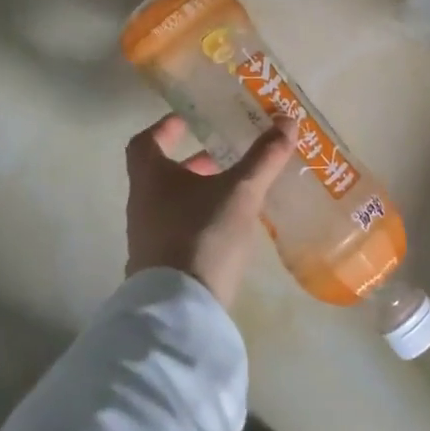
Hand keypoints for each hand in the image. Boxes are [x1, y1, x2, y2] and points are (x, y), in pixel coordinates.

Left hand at [125, 114, 295, 308]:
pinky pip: (178, 231)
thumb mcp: (241, 192)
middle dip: (192, 163)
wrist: (180, 311)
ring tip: (234, 191)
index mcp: (151, 179)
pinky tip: (228, 229)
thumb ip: (263, 157)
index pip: (145, 143)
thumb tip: (287, 120)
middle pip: (160, 174)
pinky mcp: (160, 268)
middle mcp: (142, 205)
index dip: (164, 128)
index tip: (185, 120)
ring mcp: (148, 240)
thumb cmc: (203, 236)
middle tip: (222, 155)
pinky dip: (200, 220)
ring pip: (171, 203)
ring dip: (198, 192)